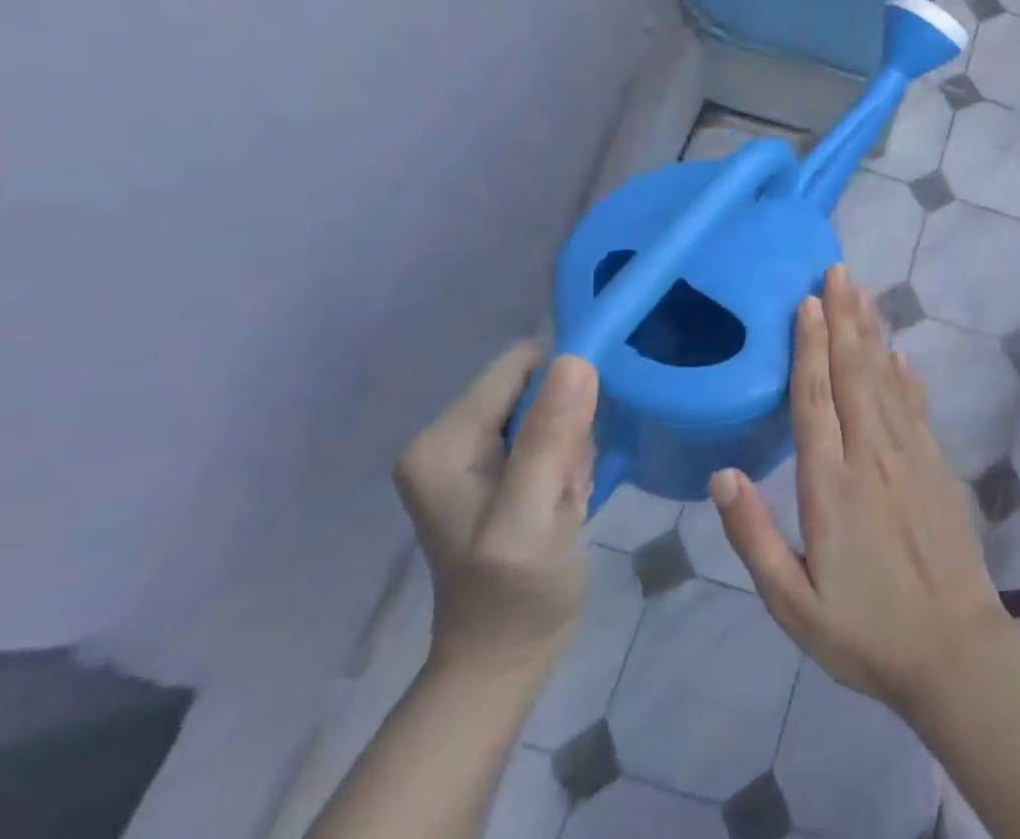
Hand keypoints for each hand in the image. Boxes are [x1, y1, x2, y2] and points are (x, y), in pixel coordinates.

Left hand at [393, 342, 597, 679]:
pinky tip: (560, 501)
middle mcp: (447, 436)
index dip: (563, 391)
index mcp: (443, 441)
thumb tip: (576, 359)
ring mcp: (468, 453)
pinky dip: (566, 461)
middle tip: (565, 484)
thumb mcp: (531, 520)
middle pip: (535, 386)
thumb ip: (548, 440)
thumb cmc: (515, 596)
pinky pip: (549, 432)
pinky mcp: (493, 468)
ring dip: (571, 447)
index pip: (521, 366)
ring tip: (563, 498)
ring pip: (549, 408)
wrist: (504, 659)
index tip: (574, 446)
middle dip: (567, 426)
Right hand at [710, 266, 1008, 716]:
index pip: (815, 399)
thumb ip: (753, 537)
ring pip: (885, 379)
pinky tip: (898, 353)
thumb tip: (721, 474)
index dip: (808, 346)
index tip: (806, 302)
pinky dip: (904, 374)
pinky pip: (915, 406)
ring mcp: (909, 455)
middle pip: (853, 373)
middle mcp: (871, 455)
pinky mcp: (935, 464)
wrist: (954, 650)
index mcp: (830, 485)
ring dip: (871, 333)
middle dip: (843, 318)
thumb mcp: (793, 603)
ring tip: (861, 293)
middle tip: (837, 271)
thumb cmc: (864, 631)